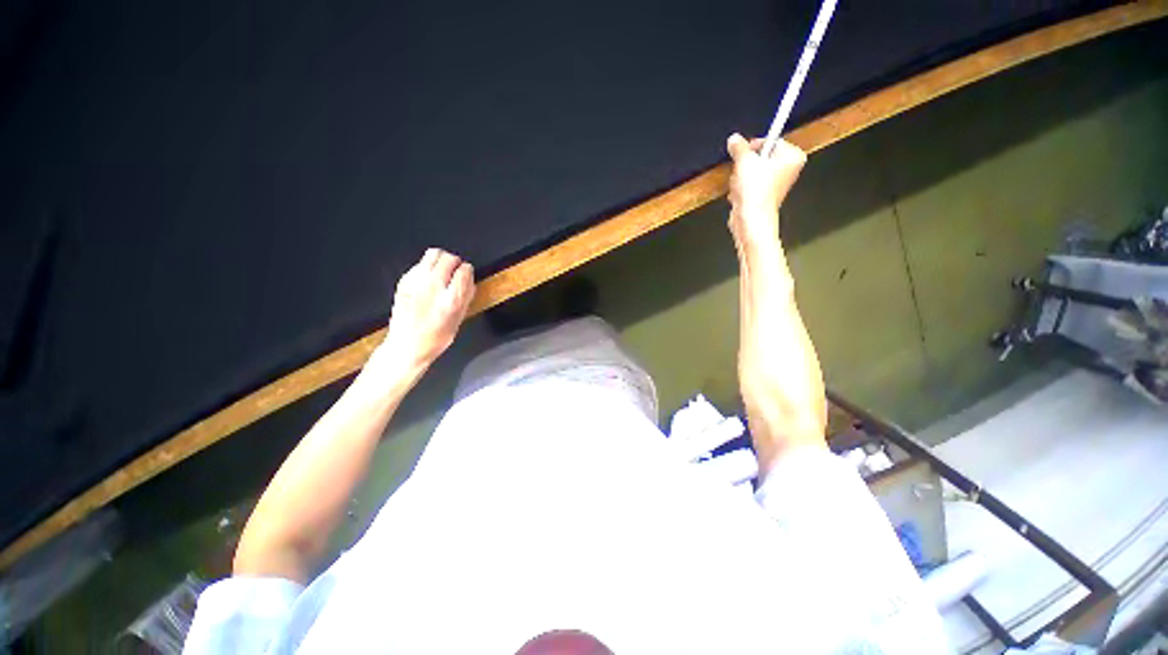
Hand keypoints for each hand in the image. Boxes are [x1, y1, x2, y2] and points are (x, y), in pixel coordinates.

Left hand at [379, 249, 474, 371]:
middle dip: (456, 262)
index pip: (464, 271)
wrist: (406, 346)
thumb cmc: (435, 338)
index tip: (467, 274)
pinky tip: (428, 279)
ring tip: (443, 269)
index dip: (468, 270)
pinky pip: (419, 263)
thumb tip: (470, 282)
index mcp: (450, 300)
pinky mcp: (404, 281)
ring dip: (441, 259)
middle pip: (449, 259)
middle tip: (456, 270)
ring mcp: (416, 282)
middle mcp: (433, 287)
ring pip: (433, 254)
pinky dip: (427, 267)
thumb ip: (465, 298)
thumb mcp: (458, 320)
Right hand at [726, 133, 805, 252]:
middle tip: (741, 171)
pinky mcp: (764, 196)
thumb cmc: (756, 191)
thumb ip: (739, 147)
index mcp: (793, 157)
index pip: (772, 141)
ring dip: (740, 178)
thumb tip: (734, 139)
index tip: (743, 150)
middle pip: (760, 157)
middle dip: (746, 165)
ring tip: (740, 186)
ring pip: (752, 172)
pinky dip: (741, 189)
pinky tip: (739, 195)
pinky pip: (749, 185)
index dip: (754, 146)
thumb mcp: (744, 161)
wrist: (751, 218)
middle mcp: (788, 170)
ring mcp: (776, 184)